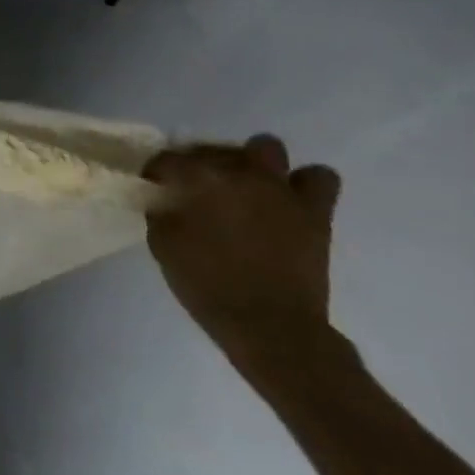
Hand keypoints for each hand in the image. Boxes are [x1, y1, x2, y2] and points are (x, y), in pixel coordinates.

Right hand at [143, 135, 343, 376]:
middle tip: (198, 190)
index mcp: (198, 179)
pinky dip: (303, 184)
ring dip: (253, 163)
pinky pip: (318, 178)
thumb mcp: (163, 246)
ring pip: (267, 148)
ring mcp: (280, 189)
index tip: (156, 189)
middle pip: (213, 149)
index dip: (158, 172)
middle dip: (202, 164)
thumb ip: (161, 211)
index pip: (168, 159)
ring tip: (246, 187)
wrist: (269, 326)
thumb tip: (165, 198)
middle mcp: (238, 173)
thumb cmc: (207, 285)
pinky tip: (288, 200)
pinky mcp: (314, 210)